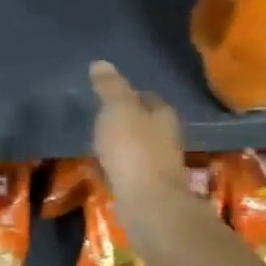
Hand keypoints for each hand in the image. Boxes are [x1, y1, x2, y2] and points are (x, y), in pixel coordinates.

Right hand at [89, 60, 188, 205]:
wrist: (148, 201)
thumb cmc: (133, 148)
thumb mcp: (117, 109)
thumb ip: (110, 87)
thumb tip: (100, 63)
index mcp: (163, 115)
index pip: (149, 98)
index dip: (131, 95)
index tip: (111, 95)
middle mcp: (167, 138)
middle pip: (146, 123)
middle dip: (127, 121)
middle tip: (102, 118)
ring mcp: (159, 166)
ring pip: (138, 148)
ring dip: (122, 145)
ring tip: (98, 143)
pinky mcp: (149, 189)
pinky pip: (130, 171)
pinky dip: (117, 167)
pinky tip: (102, 169)